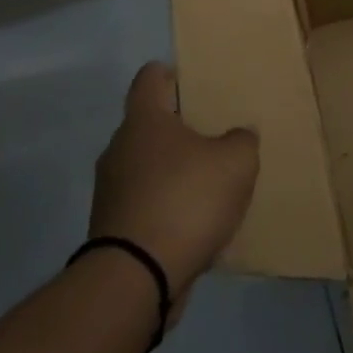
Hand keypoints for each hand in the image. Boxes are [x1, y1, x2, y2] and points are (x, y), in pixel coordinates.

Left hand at [89, 63, 258, 321]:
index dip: (170, 73)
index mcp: (144, 121)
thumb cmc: (186, 200)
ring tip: (210, 181)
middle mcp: (120, 149)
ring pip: (147, 166)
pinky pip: (146, 204)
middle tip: (215, 132)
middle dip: (179, 127)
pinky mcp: (112, 230)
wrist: (136, 278)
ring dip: (174, 170)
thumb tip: (237, 135)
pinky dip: (168, 206)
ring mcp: (111, 192)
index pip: (150, 78)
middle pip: (150, 124)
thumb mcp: (236, 161)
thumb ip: (241, 140)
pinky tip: (196, 220)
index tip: (193, 79)